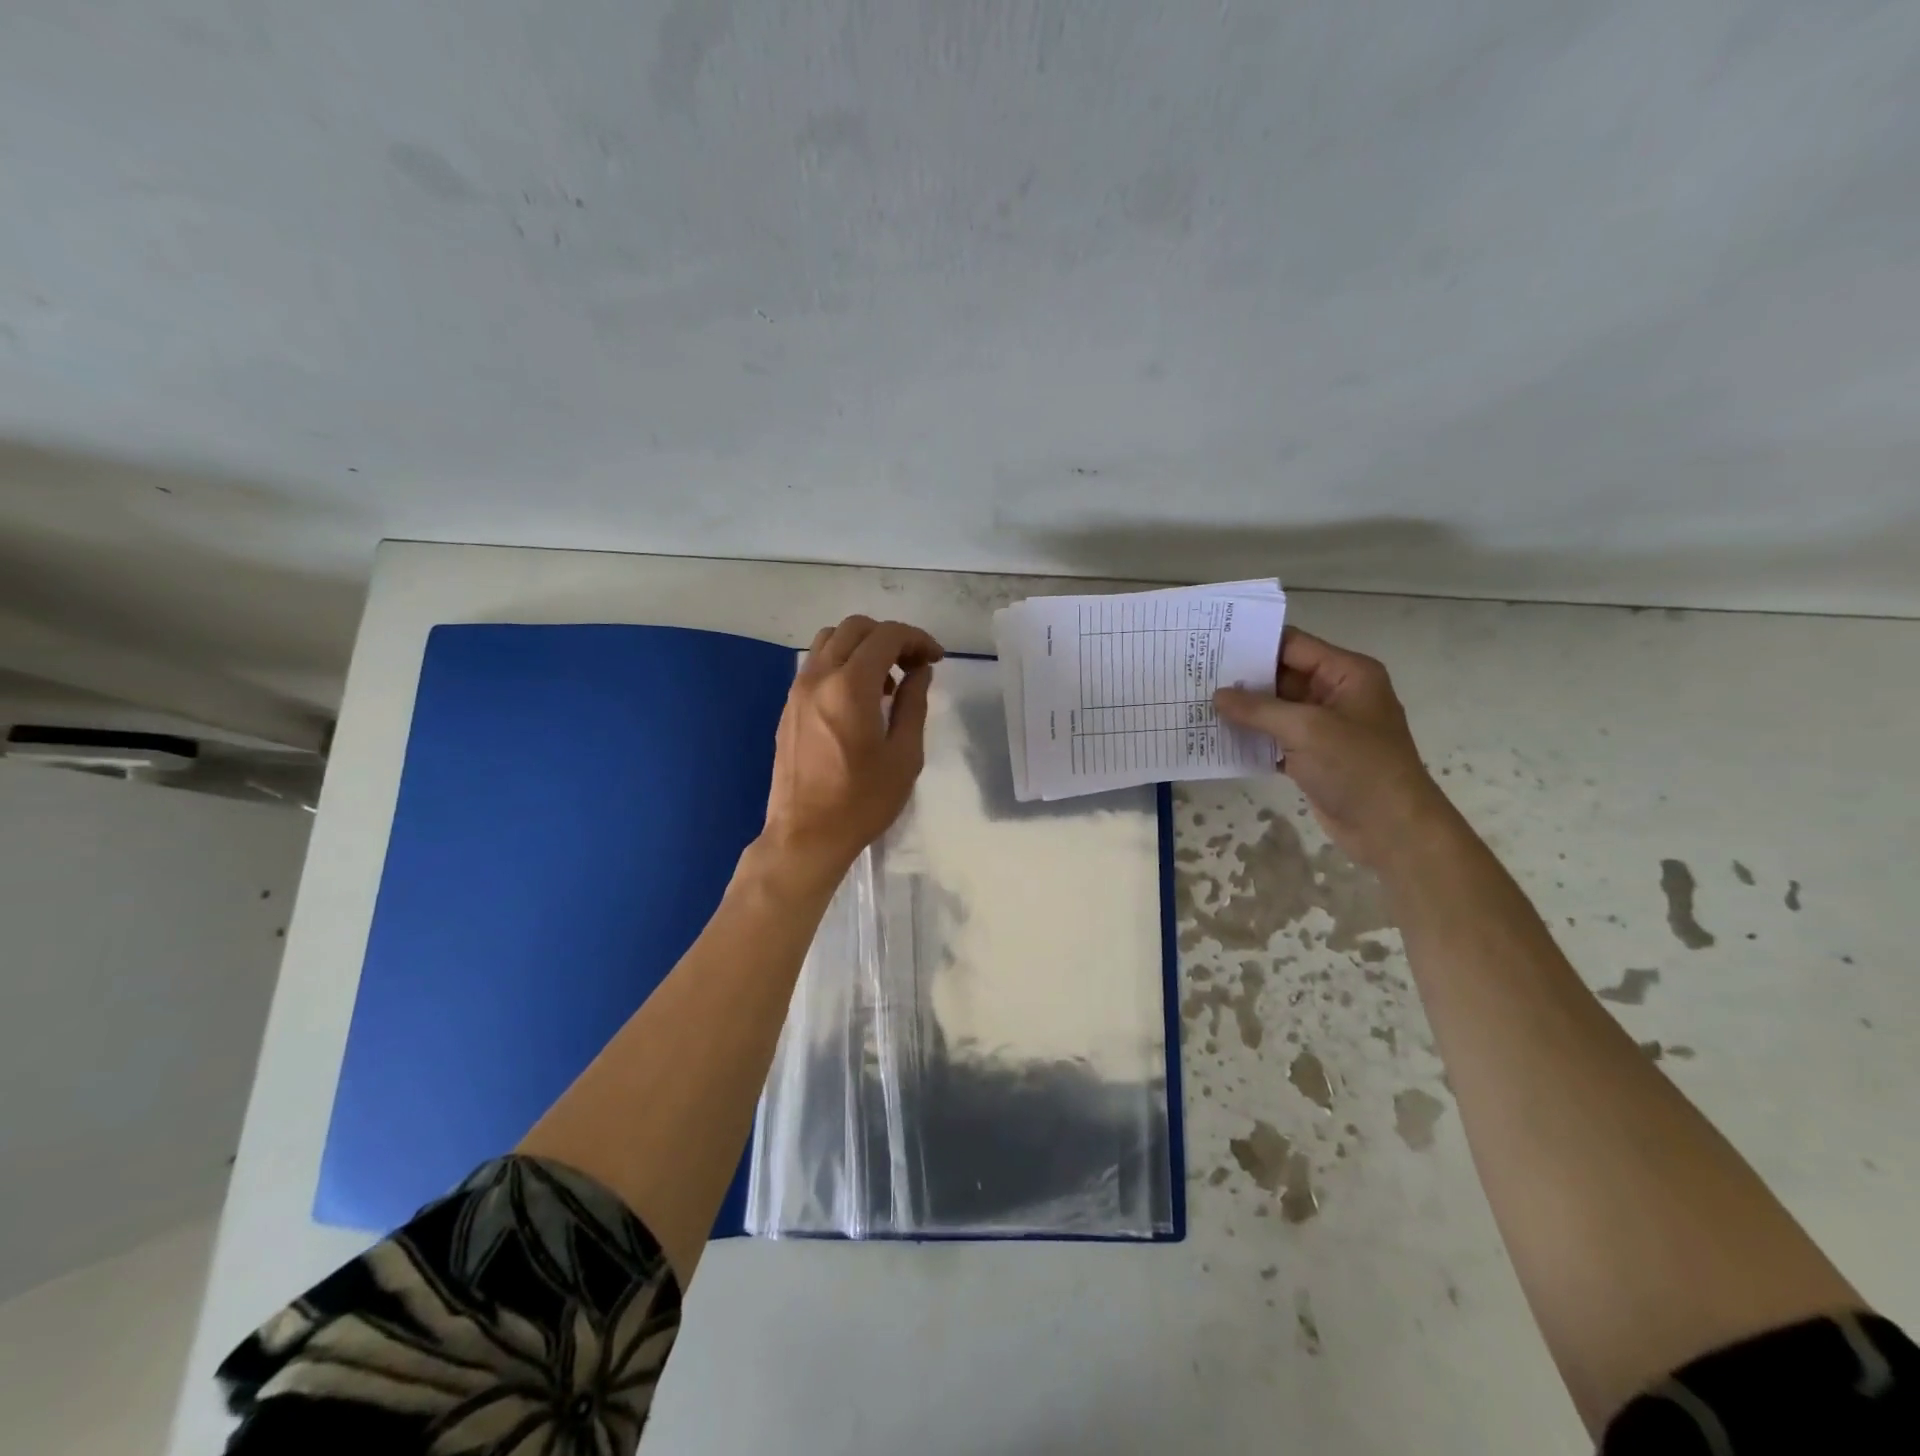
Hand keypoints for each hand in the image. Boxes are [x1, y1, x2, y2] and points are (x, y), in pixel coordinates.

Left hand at [759, 616, 943, 887]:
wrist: (806, 835)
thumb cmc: (862, 801)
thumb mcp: (904, 756)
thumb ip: (914, 705)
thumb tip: (920, 672)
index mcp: (850, 686)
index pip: (886, 636)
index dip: (917, 639)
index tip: (935, 659)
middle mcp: (819, 677)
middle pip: (855, 628)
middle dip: (890, 637)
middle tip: (914, 665)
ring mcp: (798, 690)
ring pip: (830, 641)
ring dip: (863, 647)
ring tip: (887, 681)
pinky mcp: (789, 707)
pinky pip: (817, 665)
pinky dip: (842, 664)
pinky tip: (860, 699)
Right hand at [1213, 627, 1448, 868]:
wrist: (1391, 829)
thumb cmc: (1357, 767)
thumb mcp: (1307, 729)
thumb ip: (1259, 709)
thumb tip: (1217, 695)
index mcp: (1346, 674)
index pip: (1293, 646)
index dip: (1253, 644)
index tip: (1211, 645)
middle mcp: (1335, 693)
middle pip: (1280, 675)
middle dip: (1241, 678)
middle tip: (1196, 676)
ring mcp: (1323, 726)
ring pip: (1274, 709)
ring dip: (1242, 711)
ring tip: (1198, 704)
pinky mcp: (1312, 756)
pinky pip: (1274, 738)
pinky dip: (1250, 738)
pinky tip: (1216, 738)